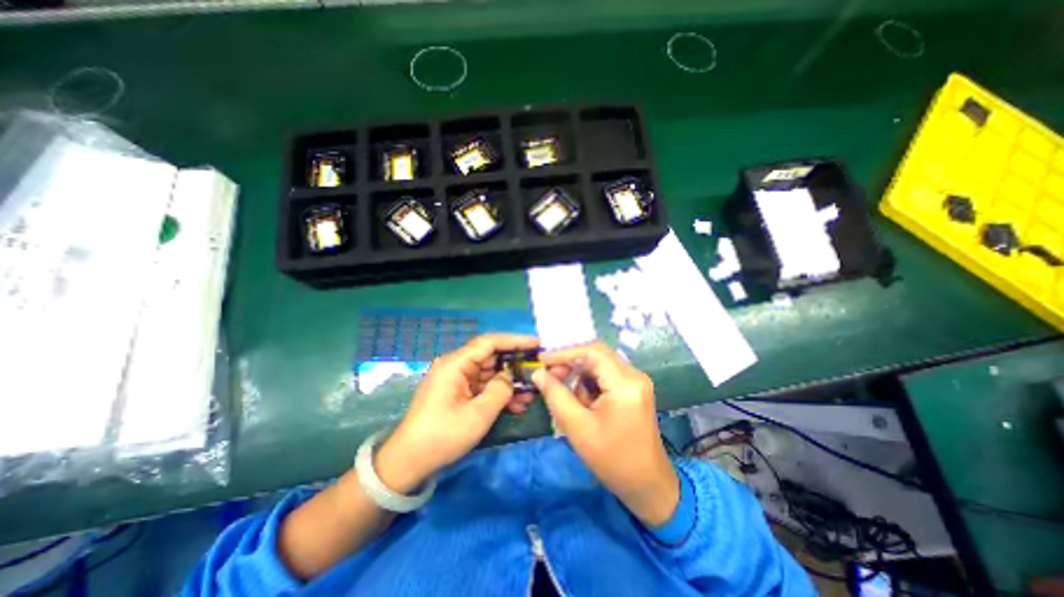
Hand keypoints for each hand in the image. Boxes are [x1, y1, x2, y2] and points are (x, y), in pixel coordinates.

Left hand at [373, 335, 541, 492]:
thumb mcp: (478, 415)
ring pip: (490, 374)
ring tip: (532, 393)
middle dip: (515, 365)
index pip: (489, 343)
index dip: (515, 340)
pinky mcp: (459, 394)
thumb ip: (500, 390)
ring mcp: (457, 381)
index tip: (536, 344)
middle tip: (538, 371)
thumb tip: (509, 377)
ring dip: (510, 383)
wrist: (409, 462)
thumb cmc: (442, 436)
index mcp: (455, 364)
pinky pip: (483, 387)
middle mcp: (456, 367)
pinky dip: (499, 394)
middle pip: (491, 357)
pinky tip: (517, 405)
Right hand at [533, 340, 681, 525]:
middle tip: (549, 378)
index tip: (541, 361)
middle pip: (596, 356)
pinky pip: (606, 376)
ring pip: (599, 365)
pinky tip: (580, 401)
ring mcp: (636, 382)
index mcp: (625, 383)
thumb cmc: (612, 459)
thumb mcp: (578, 427)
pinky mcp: (634, 390)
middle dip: (570, 364)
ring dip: (579, 376)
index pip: (592, 352)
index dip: (564, 353)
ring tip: (565, 395)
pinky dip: (589, 384)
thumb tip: (538, 374)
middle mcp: (634, 375)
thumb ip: (555, 395)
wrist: (647, 485)